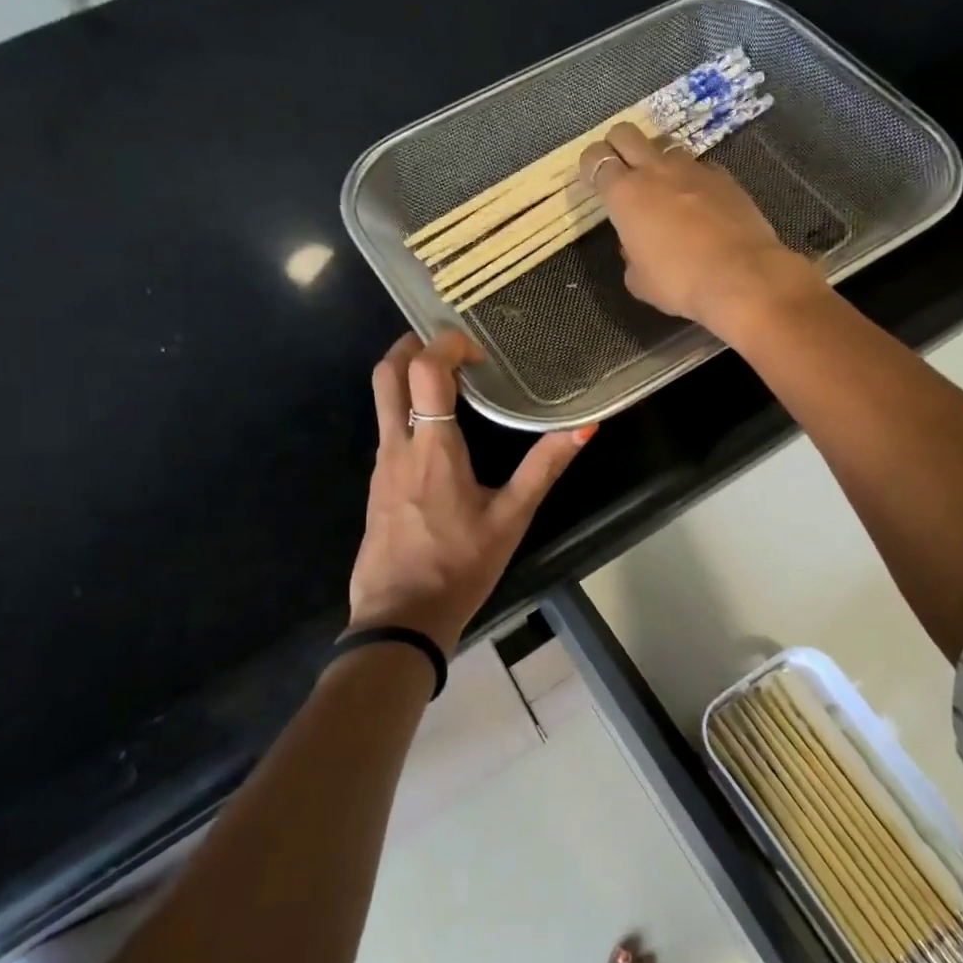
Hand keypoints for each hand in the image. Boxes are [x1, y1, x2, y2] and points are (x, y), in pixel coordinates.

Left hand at [348, 330, 593, 654]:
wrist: (400, 618)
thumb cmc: (459, 567)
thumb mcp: (511, 518)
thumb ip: (545, 467)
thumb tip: (585, 427)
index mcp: (432, 447)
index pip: (423, 369)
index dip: (447, 344)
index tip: (478, 353)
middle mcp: (398, 445)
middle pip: (386, 372)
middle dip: (412, 345)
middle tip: (450, 348)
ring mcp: (381, 464)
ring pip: (382, 399)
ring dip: (409, 377)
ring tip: (453, 384)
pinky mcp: (376, 483)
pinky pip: (388, 428)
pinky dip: (408, 409)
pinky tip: (439, 432)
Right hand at [581, 122, 823, 337]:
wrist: (741, 276)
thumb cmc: (679, 282)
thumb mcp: (639, 281)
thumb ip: (630, 256)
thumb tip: (634, 246)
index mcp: (624, 194)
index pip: (595, 159)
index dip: (590, 166)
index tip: (593, 181)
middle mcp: (655, 171)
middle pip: (626, 133)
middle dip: (617, 146)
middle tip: (621, 171)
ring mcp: (693, 169)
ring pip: (665, 148)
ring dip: (658, 162)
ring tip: (664, 190)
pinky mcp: (724, 177)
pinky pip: (699, 168)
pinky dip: (692, 180)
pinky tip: (699, 203)